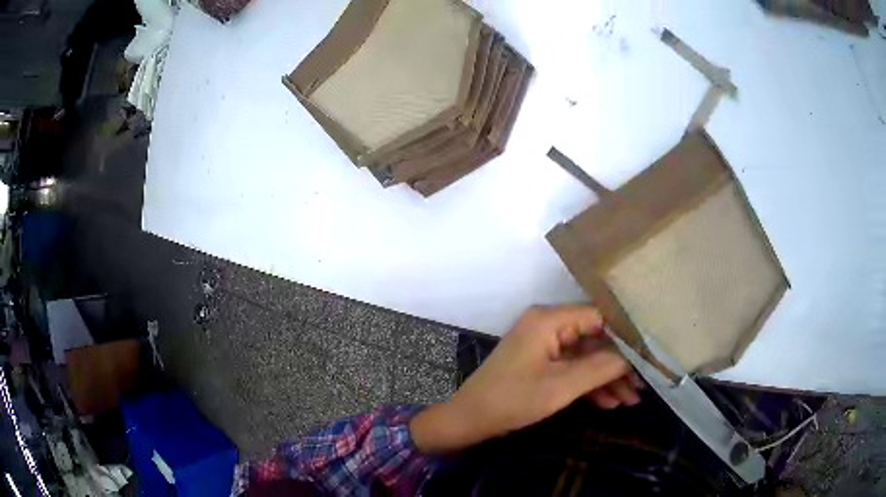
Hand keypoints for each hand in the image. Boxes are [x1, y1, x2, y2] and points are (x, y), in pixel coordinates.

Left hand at [411, 305, 641, 453]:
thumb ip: (601, 367)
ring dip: (608, 379)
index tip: (650, 354)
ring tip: (631, 400)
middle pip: (595, 339)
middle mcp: (548, 325)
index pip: (599, 316)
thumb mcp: (561, 386)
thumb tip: (633, 356)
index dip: (626, 334)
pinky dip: (590, 385)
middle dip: (619, 365)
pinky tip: (609, 403)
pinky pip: (573, 369)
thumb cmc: (512, 400)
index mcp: (549, 320)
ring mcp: (545, 345)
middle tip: (642, 386)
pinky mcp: (542, 363)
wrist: (470, 420)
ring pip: (586, 357)